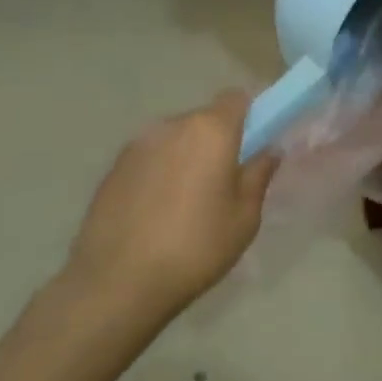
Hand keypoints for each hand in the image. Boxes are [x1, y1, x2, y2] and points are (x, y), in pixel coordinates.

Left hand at [58, 91, 276, 328]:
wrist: (117, 283)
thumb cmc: (195, 247)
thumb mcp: (244, 217)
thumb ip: (258, 175)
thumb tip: (269, 150)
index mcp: (210, 130)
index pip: (236, 98)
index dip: (249, 115)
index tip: (253, 145)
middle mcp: (172, 125)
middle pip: (204, 119)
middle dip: (217, 140)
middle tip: (223, 182)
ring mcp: (137, 144)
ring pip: (174, 138)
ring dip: (186, 156)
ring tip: (186, 202)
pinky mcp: (113, 167)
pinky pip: (149, 158)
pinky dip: (159, 173)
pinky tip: (156, 212)